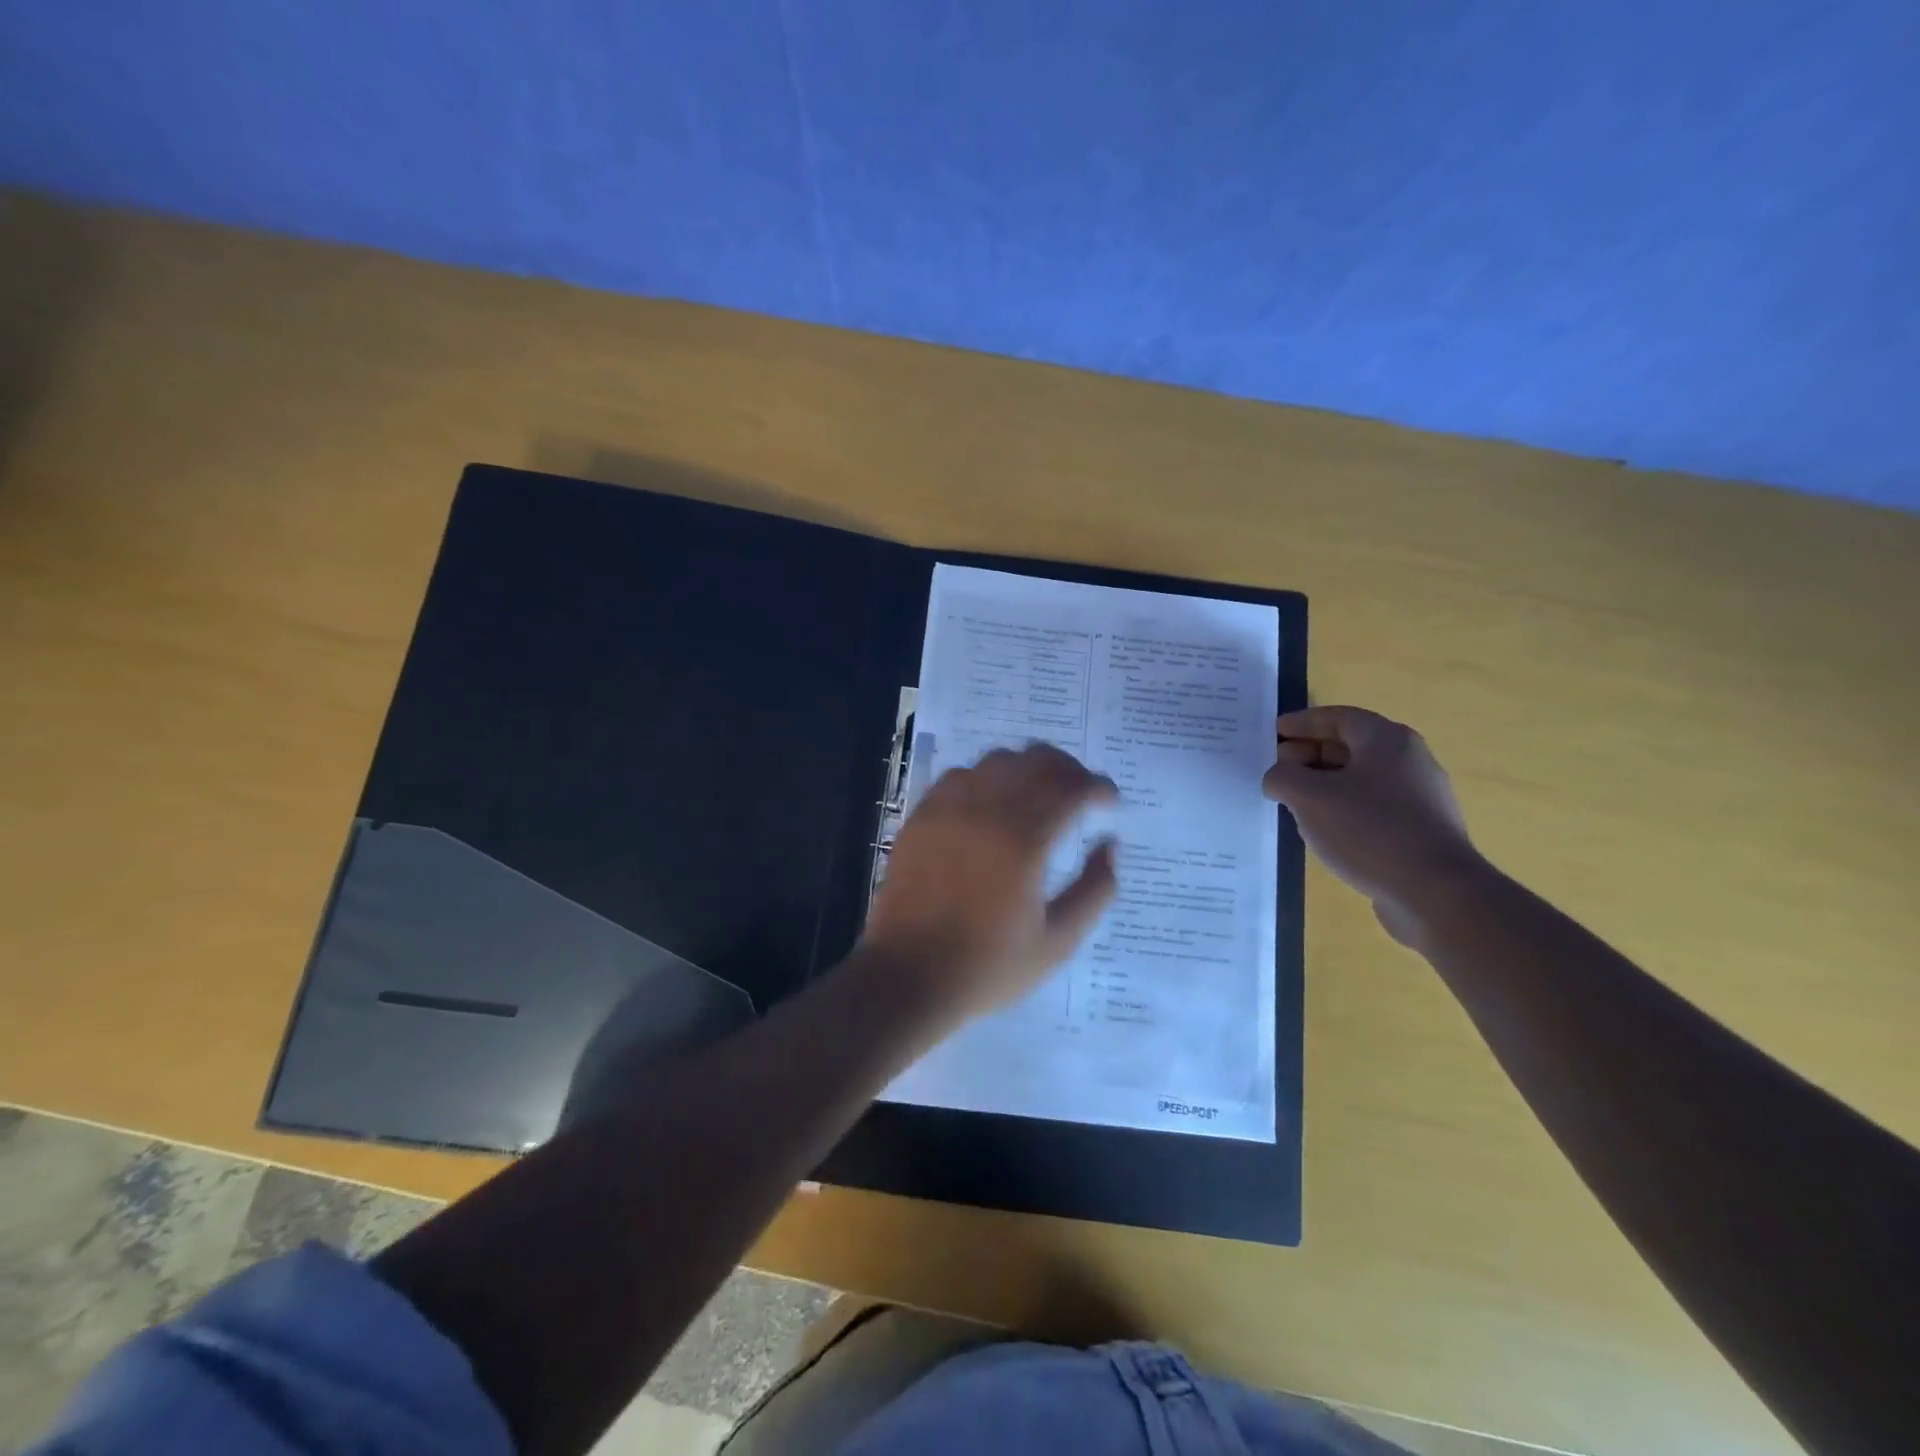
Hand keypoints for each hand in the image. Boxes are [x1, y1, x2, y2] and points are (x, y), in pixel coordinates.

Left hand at [860, 742, 1119, 1026]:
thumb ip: (1095, 890)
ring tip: (1037, 795)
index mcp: (1024, 841)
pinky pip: (959, 775)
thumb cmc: (987, 966)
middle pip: (1036, 760)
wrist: (908, 976)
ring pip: (997, 760)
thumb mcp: (1058, 942)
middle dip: (1068, 770)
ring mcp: (948, 809)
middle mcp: (986, 811)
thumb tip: (1110, 846)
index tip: (1109, 803)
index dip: (1098, 787)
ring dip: (1027, 769)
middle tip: (1080, 794)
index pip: (1071, 787)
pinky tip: (991, 804)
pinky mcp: (921, 817)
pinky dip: (985, 778)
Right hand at [1261, 707, 1483, 945]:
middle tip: (1278, 770)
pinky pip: (1373, 808)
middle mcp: (1409, 761)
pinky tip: (1325, 832)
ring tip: (1295, 803)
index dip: (1302, 722)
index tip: (1274, 732)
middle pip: (1350, 746)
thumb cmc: (1368, 830)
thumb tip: (1278, 777)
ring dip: (1325, 785)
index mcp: (1386, 740)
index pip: (1338, 717)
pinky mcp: (1421, 831)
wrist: (1435, 892)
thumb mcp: (1308, 797)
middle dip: (1310, 754)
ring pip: (1361, 779)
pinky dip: (1344, 809)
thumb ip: (1282, 777)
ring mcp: (1420, 797)